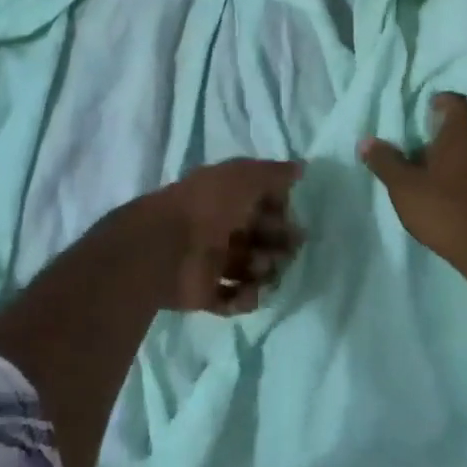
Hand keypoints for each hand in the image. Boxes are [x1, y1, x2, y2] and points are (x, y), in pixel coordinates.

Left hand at [126, 158, 304, 313]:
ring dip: (264, 271)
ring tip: (261, 269)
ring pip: (250, 270)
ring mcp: (211, 263)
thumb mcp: (244, 176)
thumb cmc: (209, 206)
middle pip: (260, 239)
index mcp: (226, 199)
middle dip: (279, 245)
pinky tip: (249, 292)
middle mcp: (220, 229)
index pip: (262, 205)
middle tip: (288, 250)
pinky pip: (233, 299)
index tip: (293, 218)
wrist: (165, 248)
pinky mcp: (204, 294)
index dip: (280, 212)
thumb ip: (274, 173)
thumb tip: (301, 167)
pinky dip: (245, 298)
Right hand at [361, 94, 466, 270]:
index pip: (459, 105)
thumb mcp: (405, 187)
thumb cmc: (445, 210)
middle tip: (422, 154)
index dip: (446, 101)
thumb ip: (386, 163)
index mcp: (461, 139)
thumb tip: (366, 141)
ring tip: (435, 183)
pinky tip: (453, 206)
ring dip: (457, 166)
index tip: (431, 105)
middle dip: (445, 142)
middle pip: (465, 136)